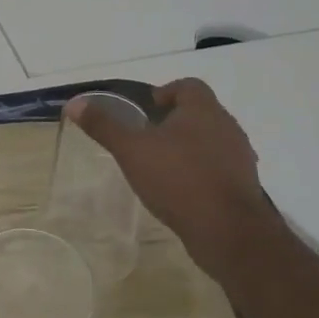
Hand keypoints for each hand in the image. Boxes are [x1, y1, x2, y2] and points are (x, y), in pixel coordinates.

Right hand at [69, 79, 281, 283]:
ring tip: (162, 163)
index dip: (167, 91)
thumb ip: (104, 126)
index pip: (189, 86)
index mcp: (203, 110)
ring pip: (212, 140)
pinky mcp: (244, 186)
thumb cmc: (178, 179)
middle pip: (201, 112)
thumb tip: (75, 104)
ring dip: (190, 146)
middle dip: (175, 120)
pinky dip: (201, 170)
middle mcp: (227, 127)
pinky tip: (181, 189)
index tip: (148, 108)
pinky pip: (220, 167)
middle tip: (148, 136)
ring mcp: (240, 157)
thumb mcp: (131, 150)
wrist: (228, 231)